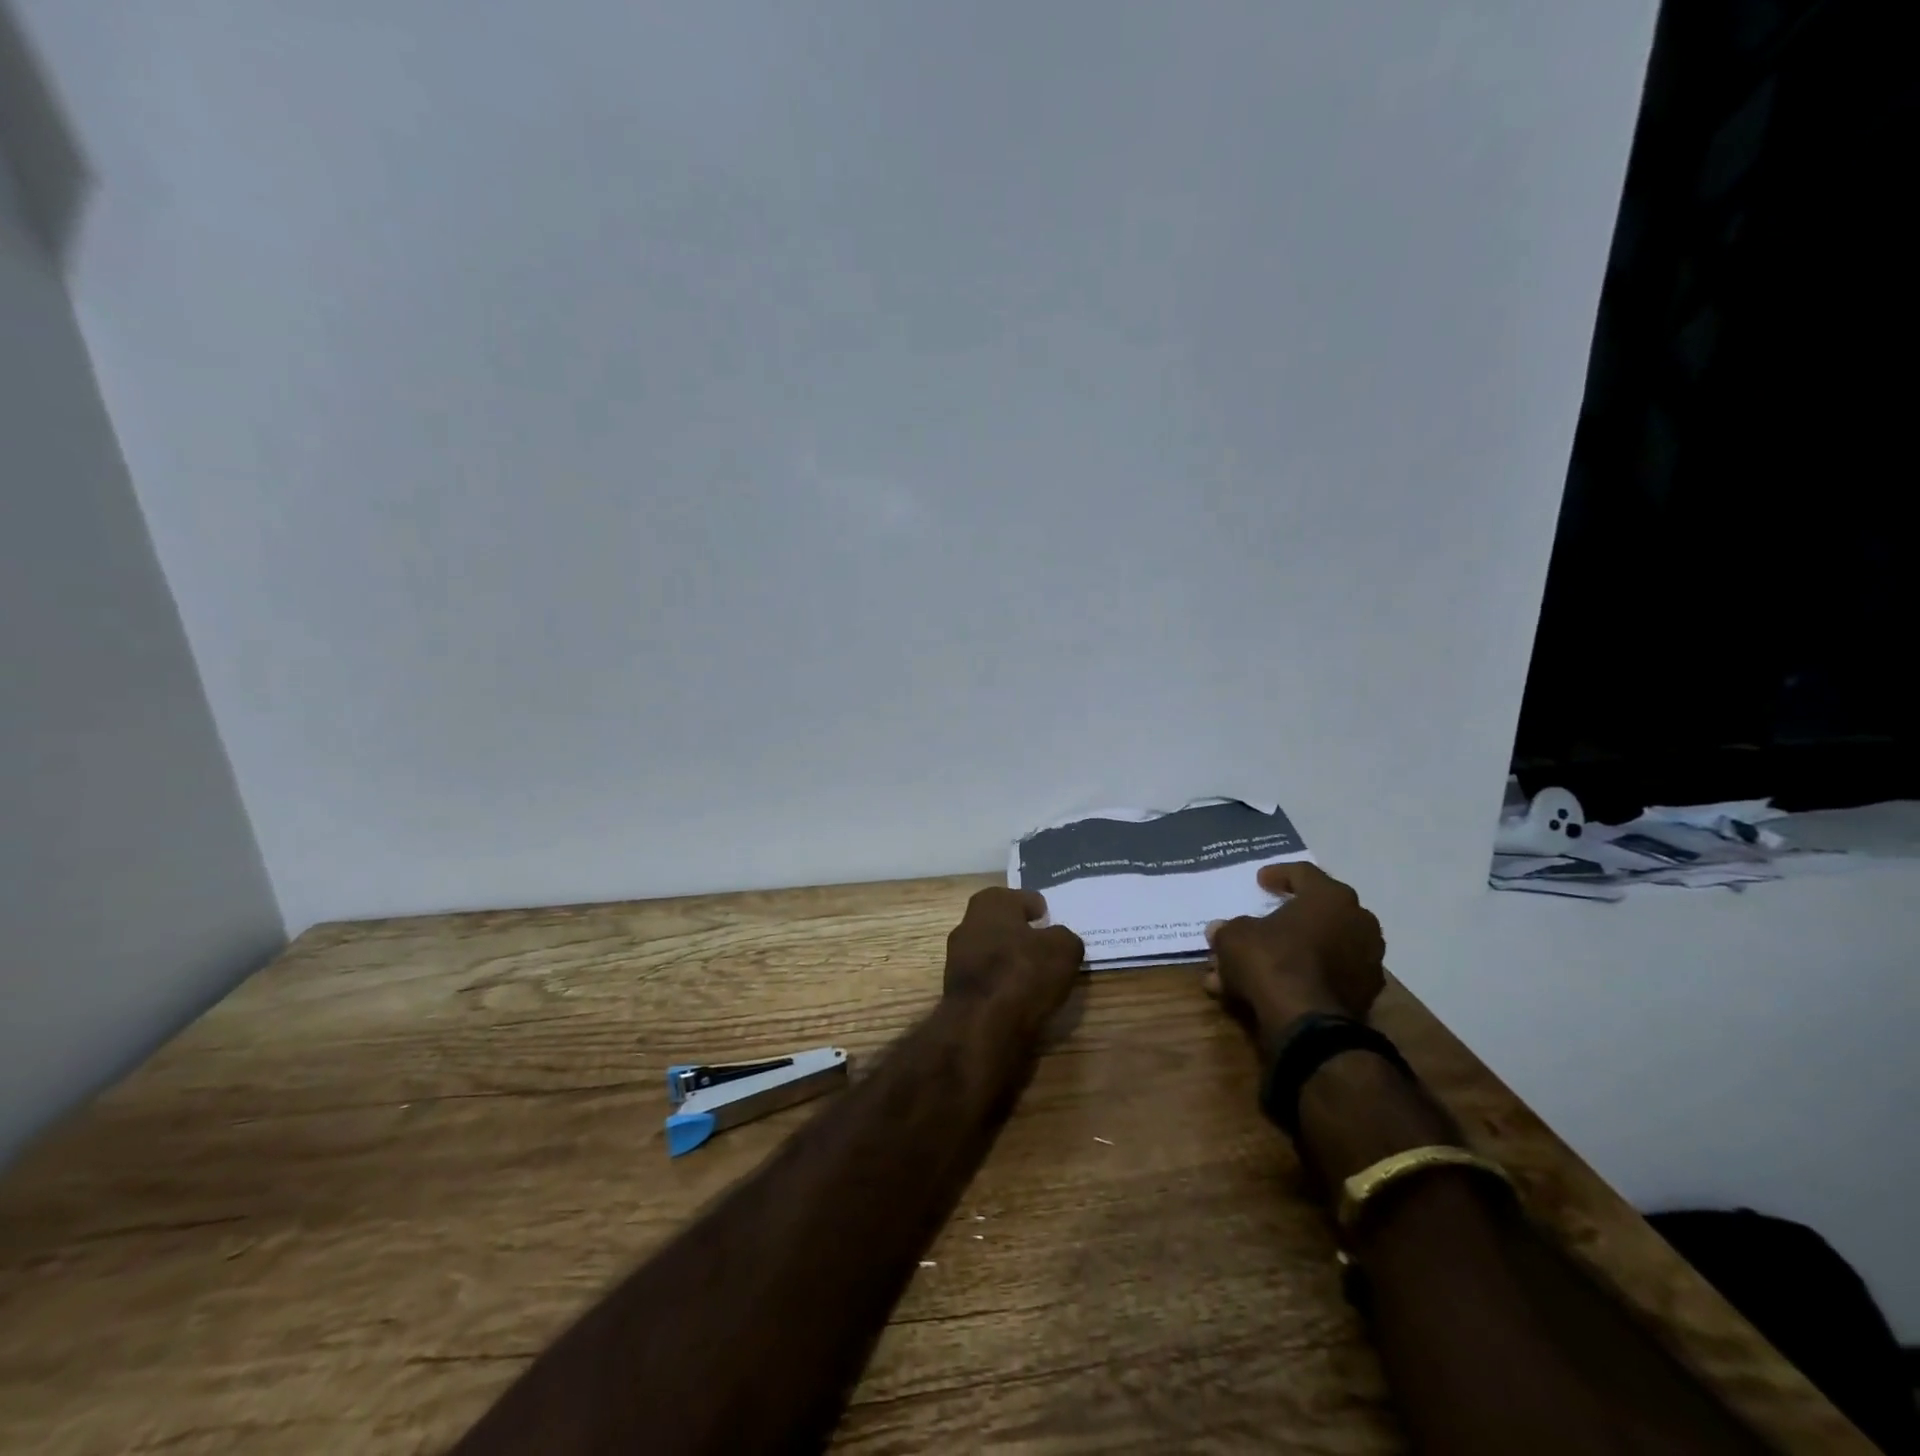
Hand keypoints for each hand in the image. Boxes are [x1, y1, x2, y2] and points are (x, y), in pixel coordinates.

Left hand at [943, 888, 1084, 1032]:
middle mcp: (968, 924)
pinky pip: (988, 980)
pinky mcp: (957, 990)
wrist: (981, 1025)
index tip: (1050, 920)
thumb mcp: (1063, 949)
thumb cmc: (1023, 972)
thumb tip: (1059, 940)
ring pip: (993, 952)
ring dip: (1011, 961)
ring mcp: (958, 958)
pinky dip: (1003, 985)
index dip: (1037, 908)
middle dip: (1023, 934)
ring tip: (1038, 976)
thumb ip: (1064, 938)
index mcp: (990, 903)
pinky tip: (1021, 997)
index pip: (1020, 898)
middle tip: (1047, 948)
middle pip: (1003, 924)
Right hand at [1203, 863, 1385, 1042]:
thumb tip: (1219, 930)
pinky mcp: (1364, 995)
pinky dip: (1300, 978)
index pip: (1304, 873)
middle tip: (1259, 924)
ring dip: (1287, 954)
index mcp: (1331, 897)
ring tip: (1253, 967)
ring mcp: (1367, 961)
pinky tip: (1269, 989)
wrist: (1308, 1023)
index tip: (1260, 881)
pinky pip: (1325, 976)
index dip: (1278, 874)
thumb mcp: (1235, 937)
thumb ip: (1228, 929)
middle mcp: (1358, 922)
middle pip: (1314, 913)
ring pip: (1318, 949)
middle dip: (1282, 921)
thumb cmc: (1272, 960)